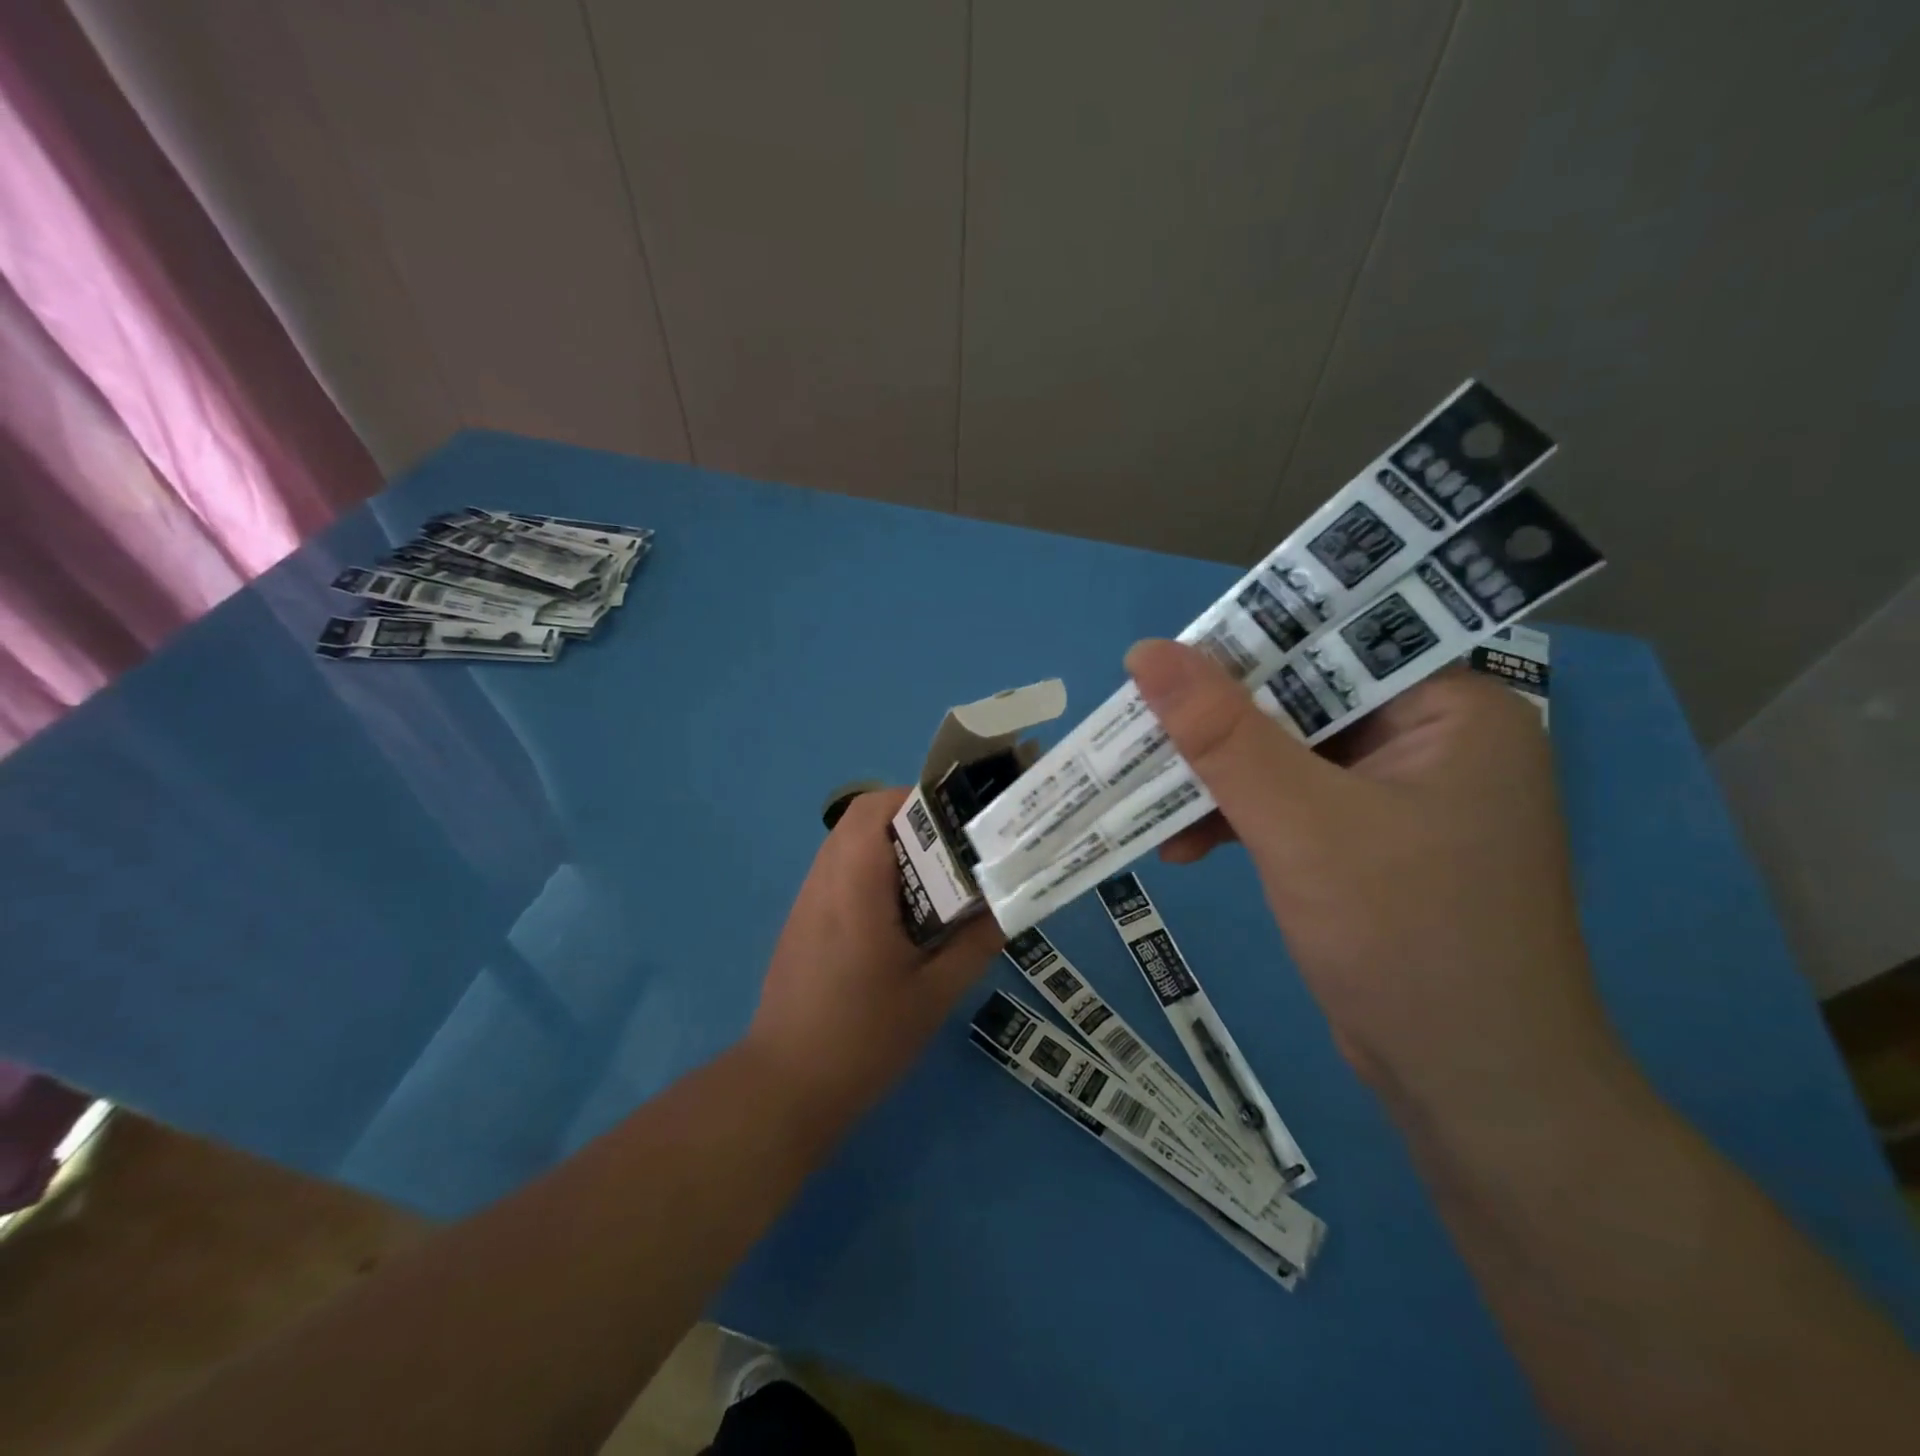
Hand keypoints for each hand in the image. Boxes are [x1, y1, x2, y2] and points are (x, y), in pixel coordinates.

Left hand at [745, 789, 1004, 1118]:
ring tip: (933, 877)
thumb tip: (1008, 906)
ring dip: (888, 845)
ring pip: (846, 843)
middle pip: (860, 818)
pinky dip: (869, 870)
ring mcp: (806, 900)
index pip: (876, 809)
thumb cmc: (864, 1039)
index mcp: (855, 888)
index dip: (918, 800)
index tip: (959, 821)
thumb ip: (974, 944)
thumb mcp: (933, 995)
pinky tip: (898, 912)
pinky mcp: (801, 921)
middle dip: (909, 820)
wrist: (786, 1086)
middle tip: (953, 849)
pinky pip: (837, 871)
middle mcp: (824, 881)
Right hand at [1127, 639, 1619, 1112]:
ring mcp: (1399, 797)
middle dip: (1219, 729)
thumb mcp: (1300, 823)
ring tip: (1148, 801)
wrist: (1472, 1092)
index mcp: (1451, 709)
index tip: (1165, 665)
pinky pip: (1290, 806)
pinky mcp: (1368, 845)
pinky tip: (1185, 847)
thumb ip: (1222, 734)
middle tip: (1140, 732)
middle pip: (1302, 702)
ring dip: (1218, 782)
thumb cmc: (1405, 938)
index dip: (1246, 648)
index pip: (1335, 645)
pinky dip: (1238, 821)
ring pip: (1286, 757)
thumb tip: (1147, 651)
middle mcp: (1432, 741)